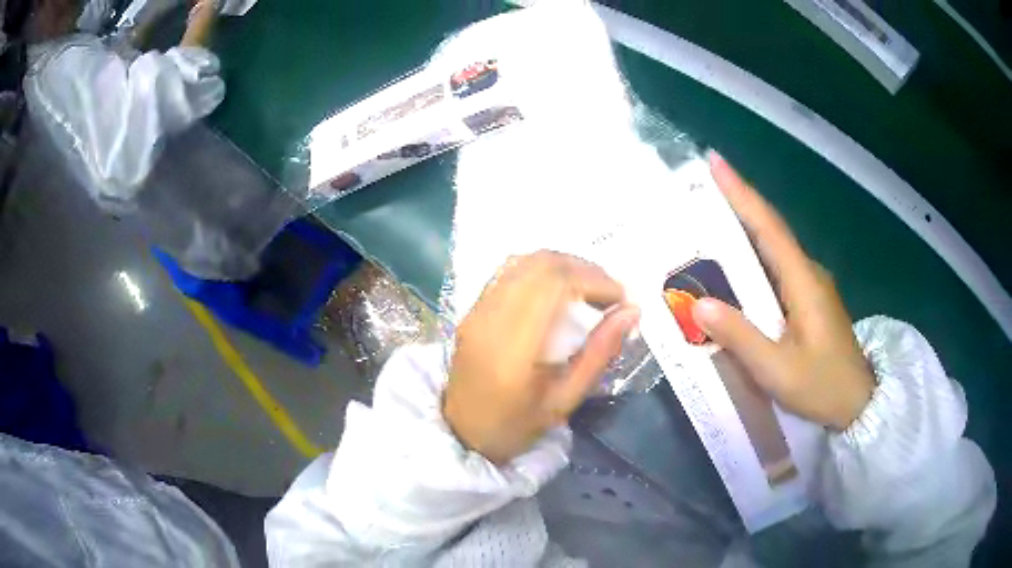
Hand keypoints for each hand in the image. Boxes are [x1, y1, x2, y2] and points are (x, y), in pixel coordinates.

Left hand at [444, 251, 639, 464]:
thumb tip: (632, 312)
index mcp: (513, 348)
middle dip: (585, 269)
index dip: (596, 280)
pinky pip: (510, 271)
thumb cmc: (516, 426)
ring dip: (564, 265)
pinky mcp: (472, 308)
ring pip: (525, 261)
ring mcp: (476, 310)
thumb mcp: (565, 400)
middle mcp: (490, 318)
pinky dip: (542, 271)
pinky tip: (560, 290)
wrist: (462, 433)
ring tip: (590, 290)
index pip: (556, 284)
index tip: (622, 299)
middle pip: (542, 264)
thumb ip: (599, 353)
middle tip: (611, 293)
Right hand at [692, 153, 874, 430]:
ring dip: (743, 231)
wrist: (858, 404)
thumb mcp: (778, 370)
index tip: (716, 162)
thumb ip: (740, 337)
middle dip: (737, 204)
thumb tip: (698, 304)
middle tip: (699, 189)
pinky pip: (777, 270)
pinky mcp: (809, 301)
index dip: (742, 193)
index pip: (769, 227)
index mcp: (803, 281)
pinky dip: (754, 259)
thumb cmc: (822, 387)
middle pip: (770, 230)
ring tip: (708, 223)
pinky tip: (736, 269)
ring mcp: (811, 286)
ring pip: (774, 249)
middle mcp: (808, 274)